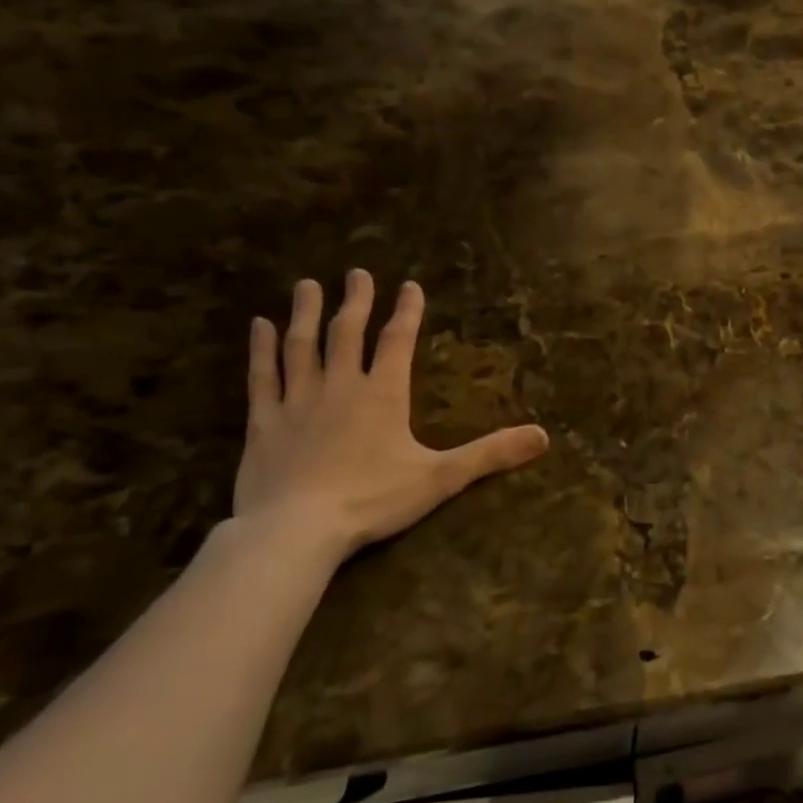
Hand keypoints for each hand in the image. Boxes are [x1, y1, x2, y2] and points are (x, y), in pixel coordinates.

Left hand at [234, 271, 548, 558]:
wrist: (296, 530)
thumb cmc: (372, 500)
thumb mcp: (441, 478)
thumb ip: (491, 454)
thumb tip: (543, 436)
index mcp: (383, 394)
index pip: (397, 341)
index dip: (406, 312)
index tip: (409, 285)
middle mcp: (340, 386)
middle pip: (347, 333)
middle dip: (356, 301)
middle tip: (358, 272)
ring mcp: (297, 401)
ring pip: (301, 345)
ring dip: (306, 313)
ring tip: (307, 284)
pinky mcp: (264, 422)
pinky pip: (262, 376)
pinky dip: (261, 349)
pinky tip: (259, 325)